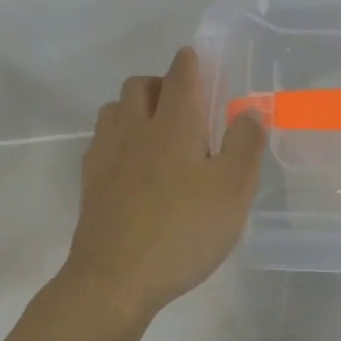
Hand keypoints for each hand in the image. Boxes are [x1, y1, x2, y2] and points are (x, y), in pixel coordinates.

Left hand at [63, 47, 266, 323]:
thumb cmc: (183, 232)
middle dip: (161, 82)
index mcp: (174, 126)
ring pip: (115, 109)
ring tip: (157, 130)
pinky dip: (118, 137)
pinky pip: (101, 141)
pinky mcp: (90, 183)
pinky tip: (131, 162)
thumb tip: (250, 110)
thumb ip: (245, 145)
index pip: (181, 75)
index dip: (191, 61)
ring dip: (135, 107)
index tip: (200, 59)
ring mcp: (107, 155)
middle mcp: (136, 130)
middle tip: (186, 104)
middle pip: (139, 85)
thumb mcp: (233, 190)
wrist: (115, 280)